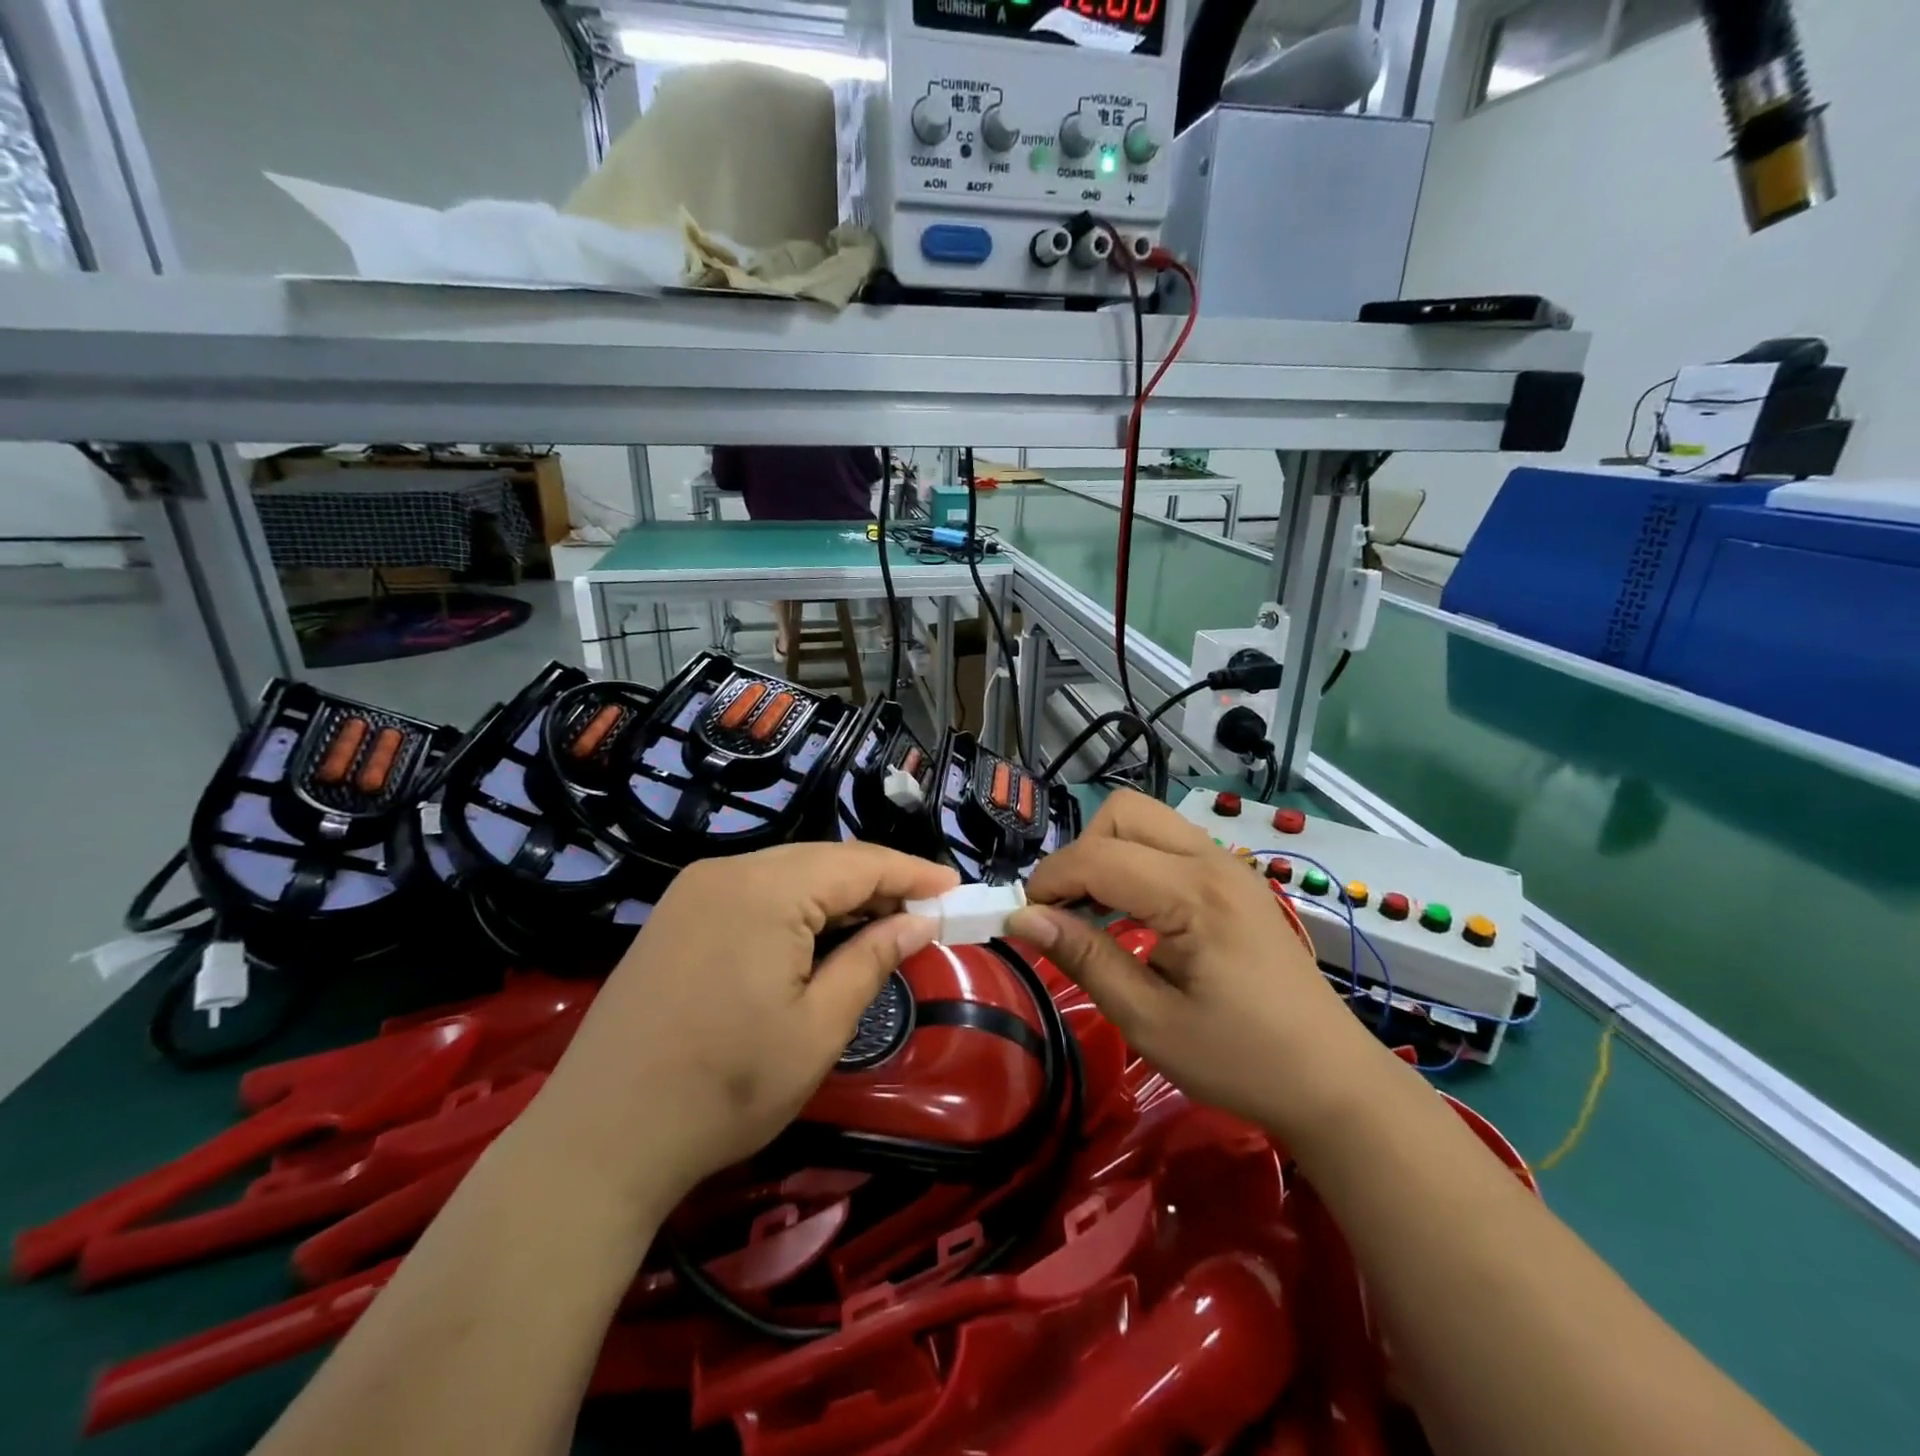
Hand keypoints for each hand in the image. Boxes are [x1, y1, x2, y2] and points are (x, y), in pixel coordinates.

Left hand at [530, 842, 958, 1216]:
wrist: (600, 1139)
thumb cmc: (725, 1089)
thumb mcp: (818, 1029)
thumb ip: (873, 960)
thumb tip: (919, 921)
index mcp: (766, 890)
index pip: (858, 863)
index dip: (912, 872)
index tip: (955, 887)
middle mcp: (728, 871)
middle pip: (823, 861)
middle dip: (878, 882)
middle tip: (925, 910)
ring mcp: (695, 889)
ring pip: (788, 873)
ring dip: (838, 895)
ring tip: (882, 922)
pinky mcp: (677, 914)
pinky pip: (755, 891)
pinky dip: (798, 906)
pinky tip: (818, 934)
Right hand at [1007, 791, 1387, 1140]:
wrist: (1332, 1080)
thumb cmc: (1242, 1060)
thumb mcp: (1150, 1021)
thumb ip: (1085, 959)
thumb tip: (1023, 919)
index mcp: (1194, 894)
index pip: (1099, 856)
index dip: (1049, 881)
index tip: (1024, 919)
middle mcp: (1212, 860)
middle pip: (1123, 812)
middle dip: (1080, 852)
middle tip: (1065, 911)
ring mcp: (1228, 864)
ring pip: (1146, 820)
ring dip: (1106, 853)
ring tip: (1092, 913)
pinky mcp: (1233, 878)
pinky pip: (1168, 844)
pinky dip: (1134, 863)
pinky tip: (1131, 915)